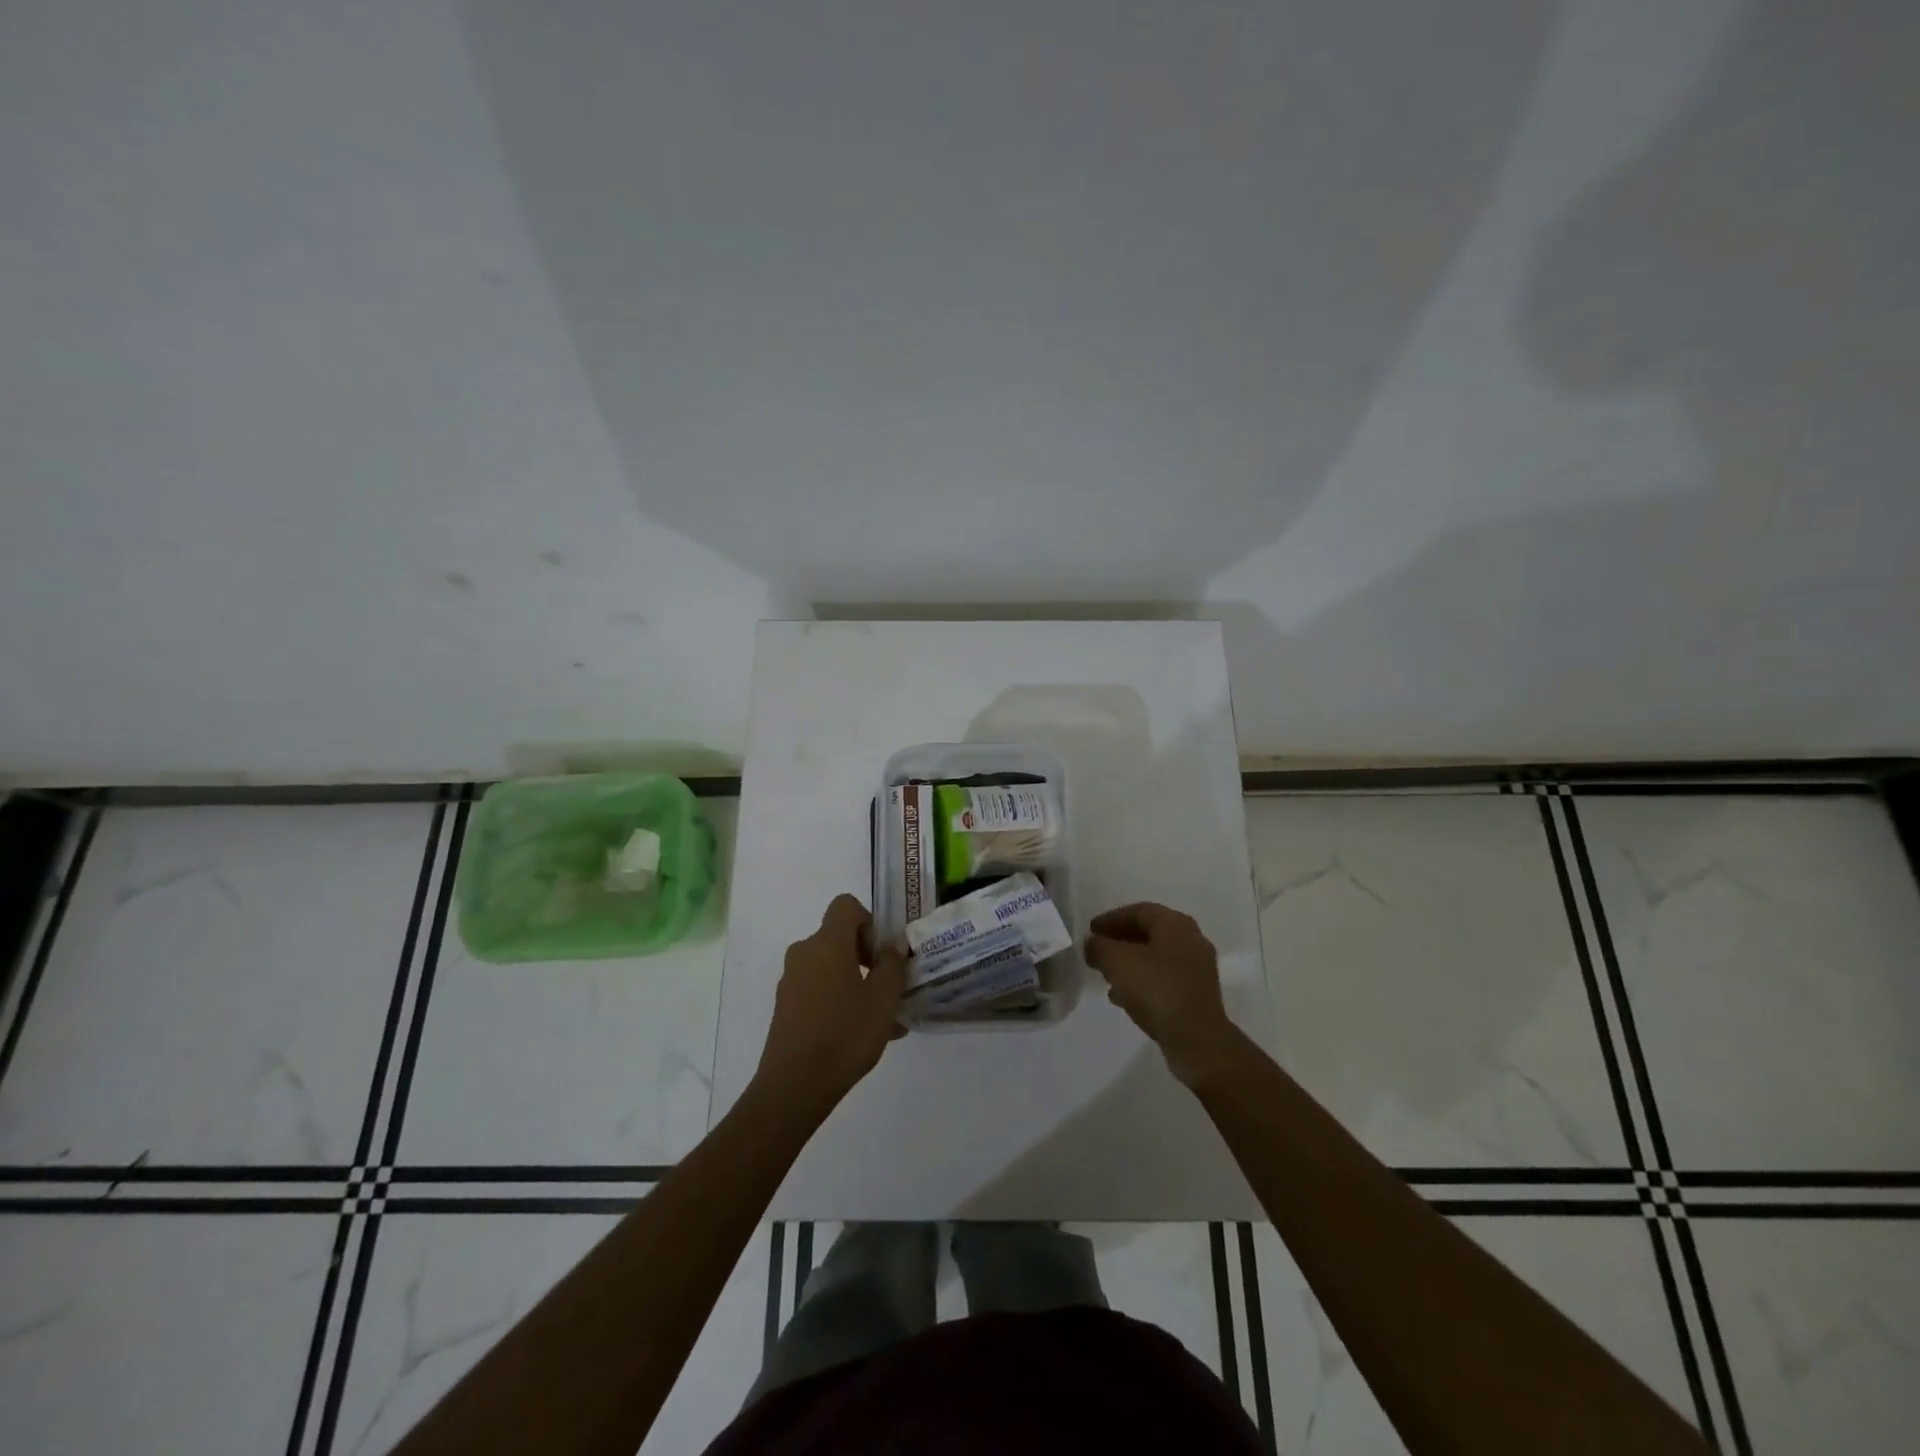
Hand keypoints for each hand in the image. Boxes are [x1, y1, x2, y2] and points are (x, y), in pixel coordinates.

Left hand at [752, 894, 908, 1121]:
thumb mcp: (883, 999)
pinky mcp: (785, 1007)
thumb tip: (893, 944)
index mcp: (827, 943)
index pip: (846, 905)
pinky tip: (860, 1035)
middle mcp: (804, 953)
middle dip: (867, 957)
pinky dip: (839, 1000)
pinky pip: (819, 990)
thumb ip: (893, 964)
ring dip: (857, 983)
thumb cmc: (845, 1035)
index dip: (869, 921)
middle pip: (839, 937)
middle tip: (888, 989)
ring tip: (882, 1019)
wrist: (794, 1086)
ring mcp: (791, 981)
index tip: (882, 955)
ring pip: (831, 968)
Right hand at [1085, 902, 1245, 1088]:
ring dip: (1129, 963)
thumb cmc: (1156, 989)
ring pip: (1155, 958)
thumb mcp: (1117, 962)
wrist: (1196, 1039)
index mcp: (1176, 924)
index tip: (1090, 930)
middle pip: (1149, 933)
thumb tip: (1091, 943)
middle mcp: (1191, 941)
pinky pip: (1163, 979)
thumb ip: (1099, 947)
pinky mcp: (1196, 995)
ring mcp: (1197, 970)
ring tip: (1105, 975)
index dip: (1111, 918)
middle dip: (1120, 941)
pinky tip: (1122, 997)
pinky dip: (1142, 982)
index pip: (1139, 911)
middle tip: (1097, 950)